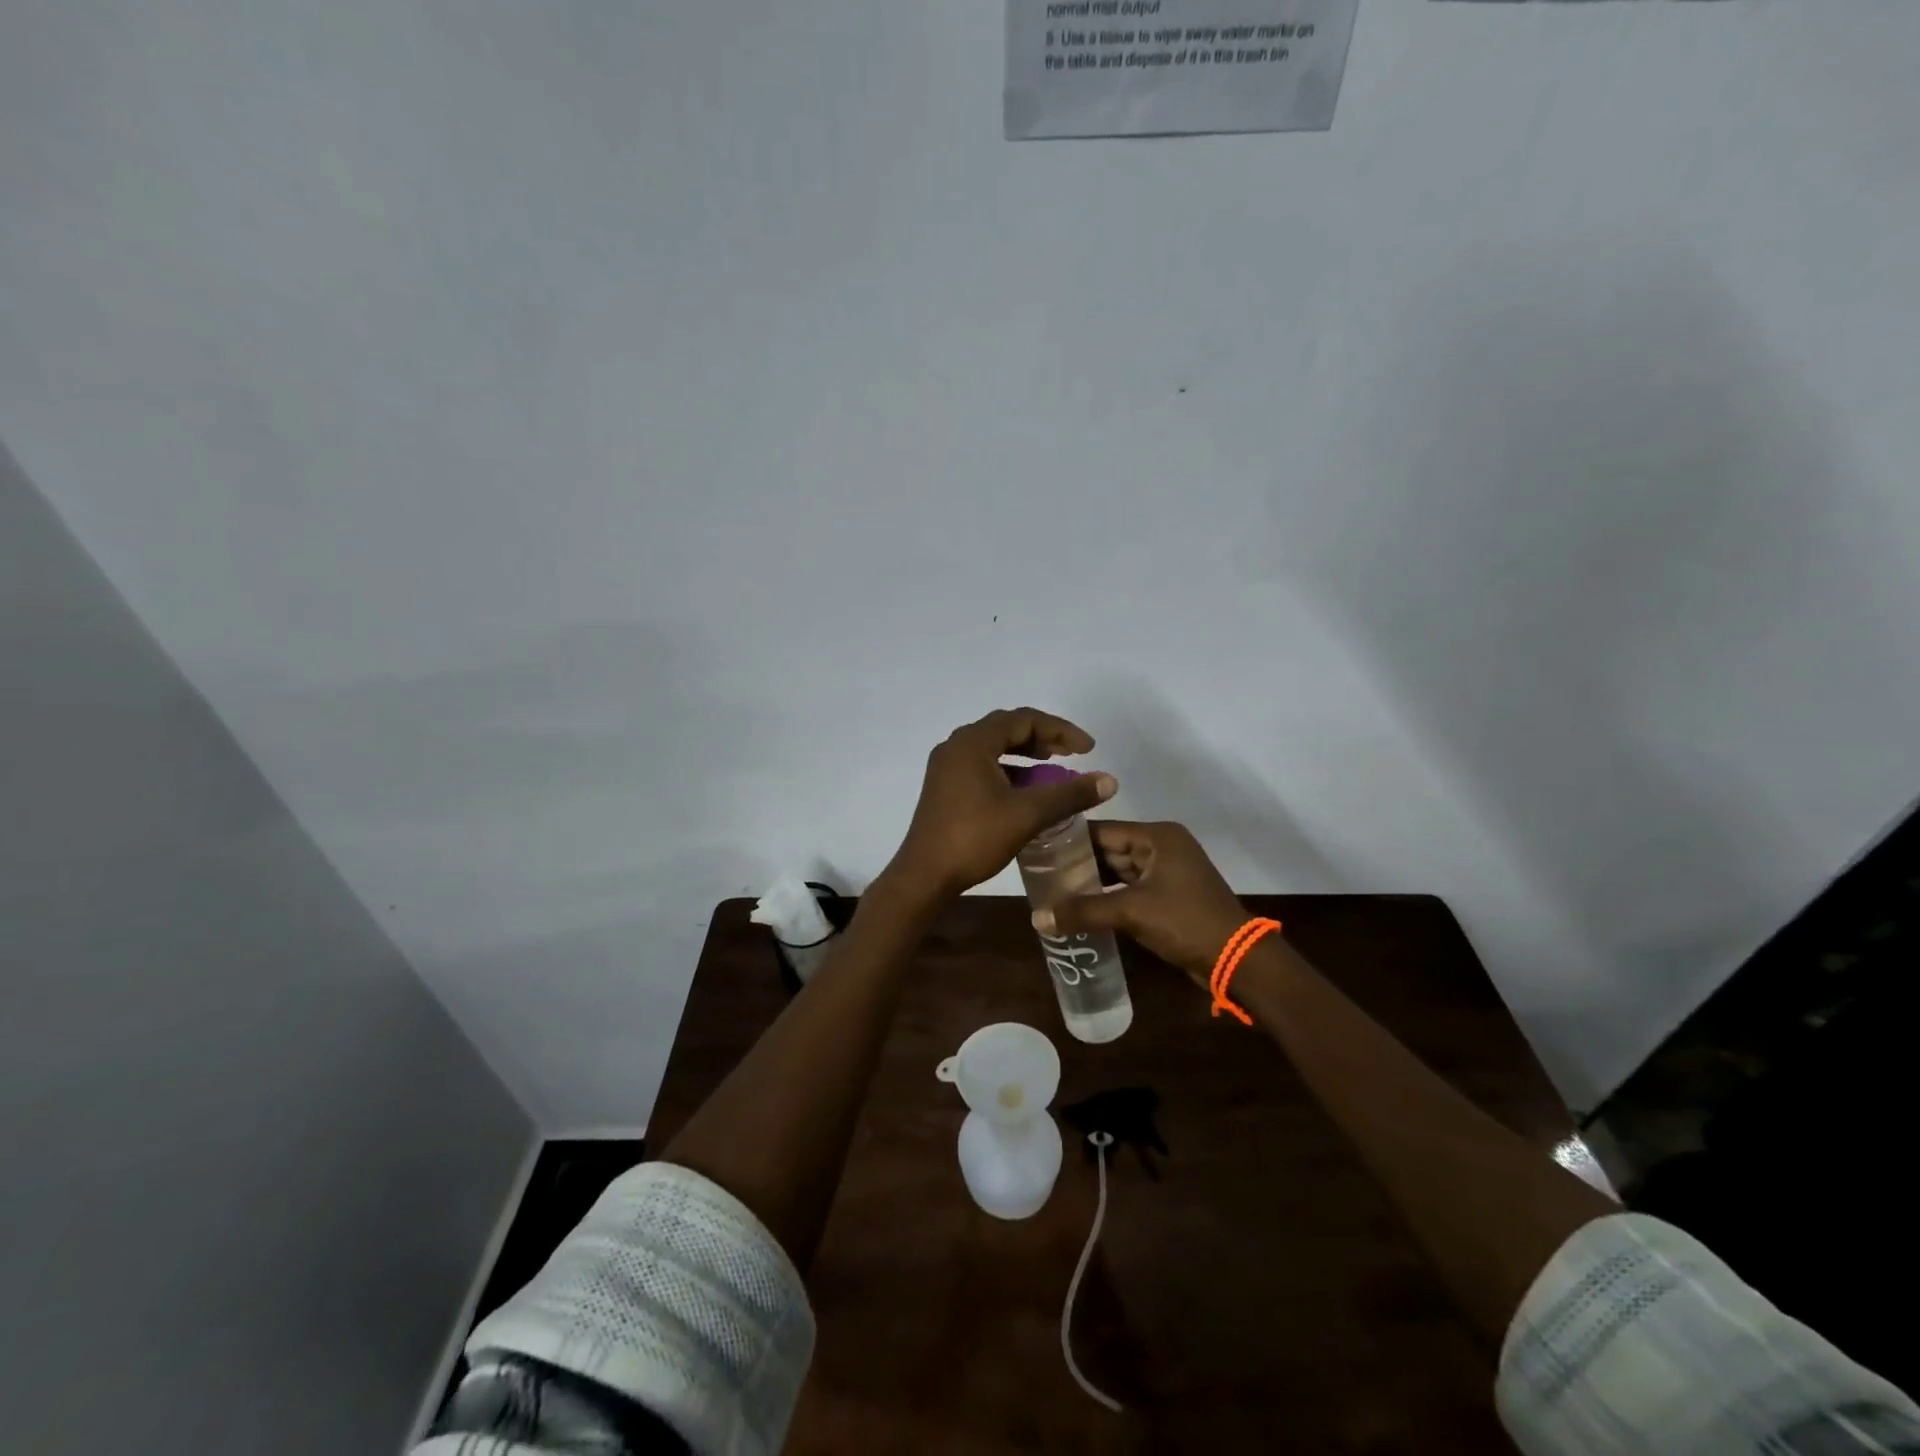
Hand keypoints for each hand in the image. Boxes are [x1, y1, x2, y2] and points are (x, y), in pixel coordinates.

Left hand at [890, 708, 1116, 900]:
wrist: (924, 875)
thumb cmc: (974, 838)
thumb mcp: (1027, 814)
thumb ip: (1069, 794)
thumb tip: (1110, 781)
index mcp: (972, 742)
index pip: (1023, 719)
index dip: (1060, 730)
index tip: (1088, 749)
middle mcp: (956, 746)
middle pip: (1007, 728)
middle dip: (1043, 738)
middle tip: (1073, 753)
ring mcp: (947, 766)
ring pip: (993, 748)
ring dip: (1025, 754)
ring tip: (1054, 767)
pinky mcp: (945, 786)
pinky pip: (982, 765)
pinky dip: (1008, 770)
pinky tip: (1026, 790)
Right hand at [1035, 821, 1245, 987]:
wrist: (1237, 959)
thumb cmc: (1185, 922)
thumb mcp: (1131, 913)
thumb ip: (1083, 911)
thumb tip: (1037, 918)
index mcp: (1157, 836)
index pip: (1102, 830)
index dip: (1069, 840)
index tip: (1036, 848)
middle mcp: (1162, 846)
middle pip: (1109, 849)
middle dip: (1077, 863)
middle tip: (1039, 873)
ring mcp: (1167, 871)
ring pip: (1118, 870)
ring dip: (1091, 882)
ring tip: (1053, 890)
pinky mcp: (1168, 895)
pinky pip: (1129, 888)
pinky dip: (1107, 896)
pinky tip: (1081, 907)